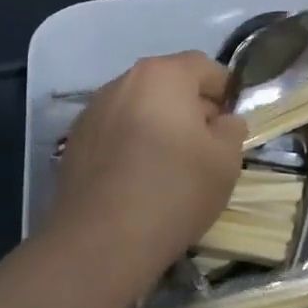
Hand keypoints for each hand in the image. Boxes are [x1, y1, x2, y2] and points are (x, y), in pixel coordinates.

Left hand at [48, 51, 245, 286]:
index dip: (225, 91)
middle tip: (207, 147)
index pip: (205, 67)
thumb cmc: (174, 190)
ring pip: (139, 109)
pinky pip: (115, 133)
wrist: (101, 241)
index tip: (233, 124)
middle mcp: (123, 82)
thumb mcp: (226, 161)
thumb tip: (224, 121)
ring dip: (159, 127)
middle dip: (191, 109)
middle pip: (168, 85)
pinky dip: (132, 145)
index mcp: (163, 75)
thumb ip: (232, 129)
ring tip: (172, 167)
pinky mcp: (74, 143)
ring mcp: (92, 111)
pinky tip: (139, 180)